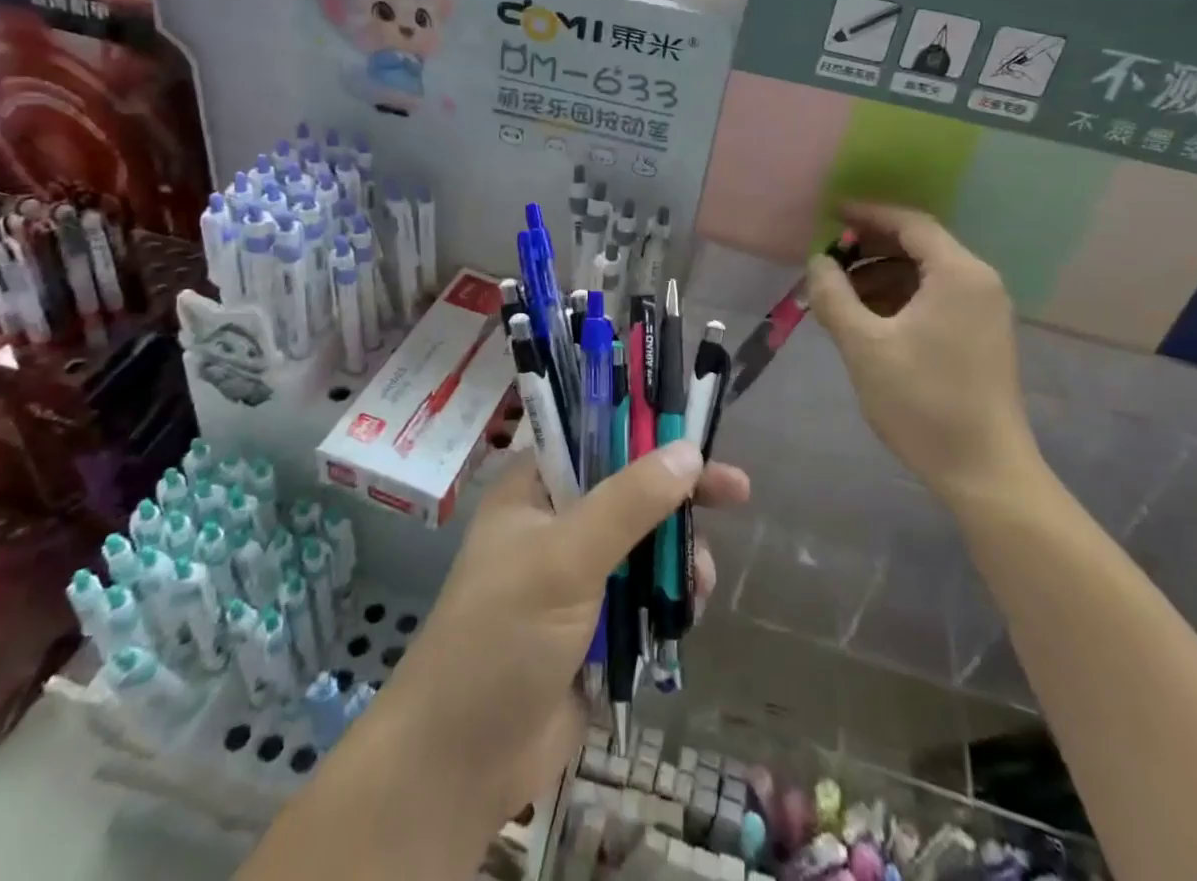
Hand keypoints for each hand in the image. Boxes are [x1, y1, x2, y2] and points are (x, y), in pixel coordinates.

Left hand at [377, 444, 750, 820]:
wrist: (460, 764)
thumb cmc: (502, 637)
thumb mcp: (565, 558)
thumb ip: (629, 503)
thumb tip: (689, 452)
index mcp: (534, 490)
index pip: (597, 438)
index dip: (648, 431)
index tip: (698, 436)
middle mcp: (555, 524)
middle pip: (630, 491)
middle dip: (679, 497)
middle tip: (737, 492)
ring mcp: (575, 578)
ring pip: (644, 546)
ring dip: (678, 556)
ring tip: (699, 580)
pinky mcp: (594, 628)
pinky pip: (644, 596)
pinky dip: (670, 598)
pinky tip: (688, 613)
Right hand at [806, 203, 1038, 502]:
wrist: (984, 472)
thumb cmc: (923, 402)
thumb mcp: (864, 345)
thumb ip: (834, 296)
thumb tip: (817, 261)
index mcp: (958, 274)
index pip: (910, 223)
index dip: (867, 214)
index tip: (829, 215)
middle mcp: (978, 283)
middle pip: (918, 245)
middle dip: (869, 248)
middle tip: (827, 259)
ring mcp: (983, 311)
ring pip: (924, 275)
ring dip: (880, 276)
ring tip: (838, 295)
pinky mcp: (980, 337)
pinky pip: (934, 299)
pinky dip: (898, 299)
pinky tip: (866, 319)